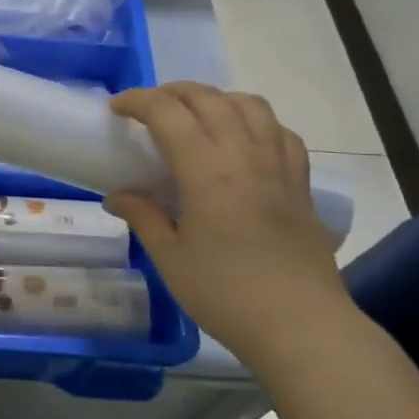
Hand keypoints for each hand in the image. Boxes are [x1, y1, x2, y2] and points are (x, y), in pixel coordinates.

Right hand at [107, 83, 350, 362]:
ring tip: (196, 116)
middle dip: (173, 92)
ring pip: (250, 105)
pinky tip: (243, 141)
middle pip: (208, 98)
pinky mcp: (301, 183)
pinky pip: (280, 132)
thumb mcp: (171, 258)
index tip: (117, 109)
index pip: (168, 113)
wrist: (301, 326)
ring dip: (216, 99)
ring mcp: (279, 166)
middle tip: (149, 109)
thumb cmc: (226, 294)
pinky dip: (255, 122)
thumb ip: (144, 217)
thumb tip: (117, 196)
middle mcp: (244, 154)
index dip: (138, 101)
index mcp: (207, 170)